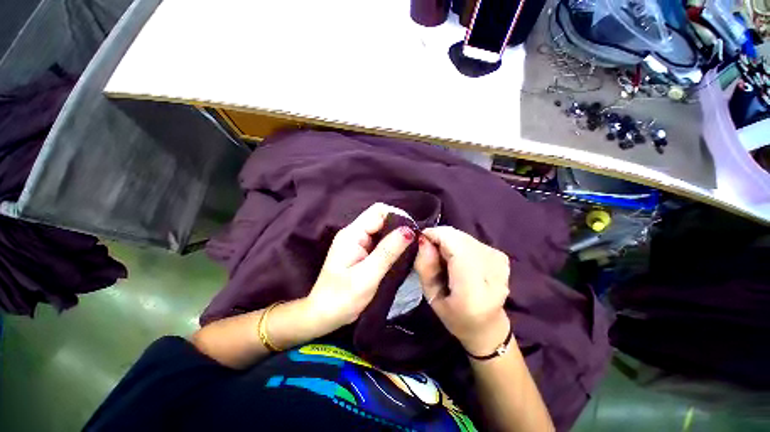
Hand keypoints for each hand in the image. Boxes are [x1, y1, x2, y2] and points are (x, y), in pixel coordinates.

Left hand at [306, 203, 415, 330]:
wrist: (324, 316)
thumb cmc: (342, 298)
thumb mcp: (367, 275)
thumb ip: (388, 251)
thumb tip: (409, 230)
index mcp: (353, 234)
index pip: (378, 211)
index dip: (397, 216)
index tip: (413, 232)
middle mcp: (355, 233)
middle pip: (381, 219)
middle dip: (399, 228)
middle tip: (414, 244)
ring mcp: (357, 243)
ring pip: (382, 231)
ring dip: (396, 238)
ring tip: (410, 250)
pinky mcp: (361, 252)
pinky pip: (380, 242)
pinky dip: (391, 246)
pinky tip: (400, 256)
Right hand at [415, 227, 510, 356]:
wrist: (487, 326)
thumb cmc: (454, 316)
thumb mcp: (431, 297)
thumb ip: (425, 267)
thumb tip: (423, 239)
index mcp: (473, 290)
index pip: (454, 245)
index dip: (435, 236)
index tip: (422, 241)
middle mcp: (492, 271)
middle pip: (459, 237)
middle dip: (440, 239)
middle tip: (433, 255)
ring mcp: (499, 260)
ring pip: (463, 236)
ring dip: (449, 242)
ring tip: (446, 260)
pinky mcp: (501, 255)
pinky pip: (471, 239)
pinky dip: (459, 244)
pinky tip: (459, 259)